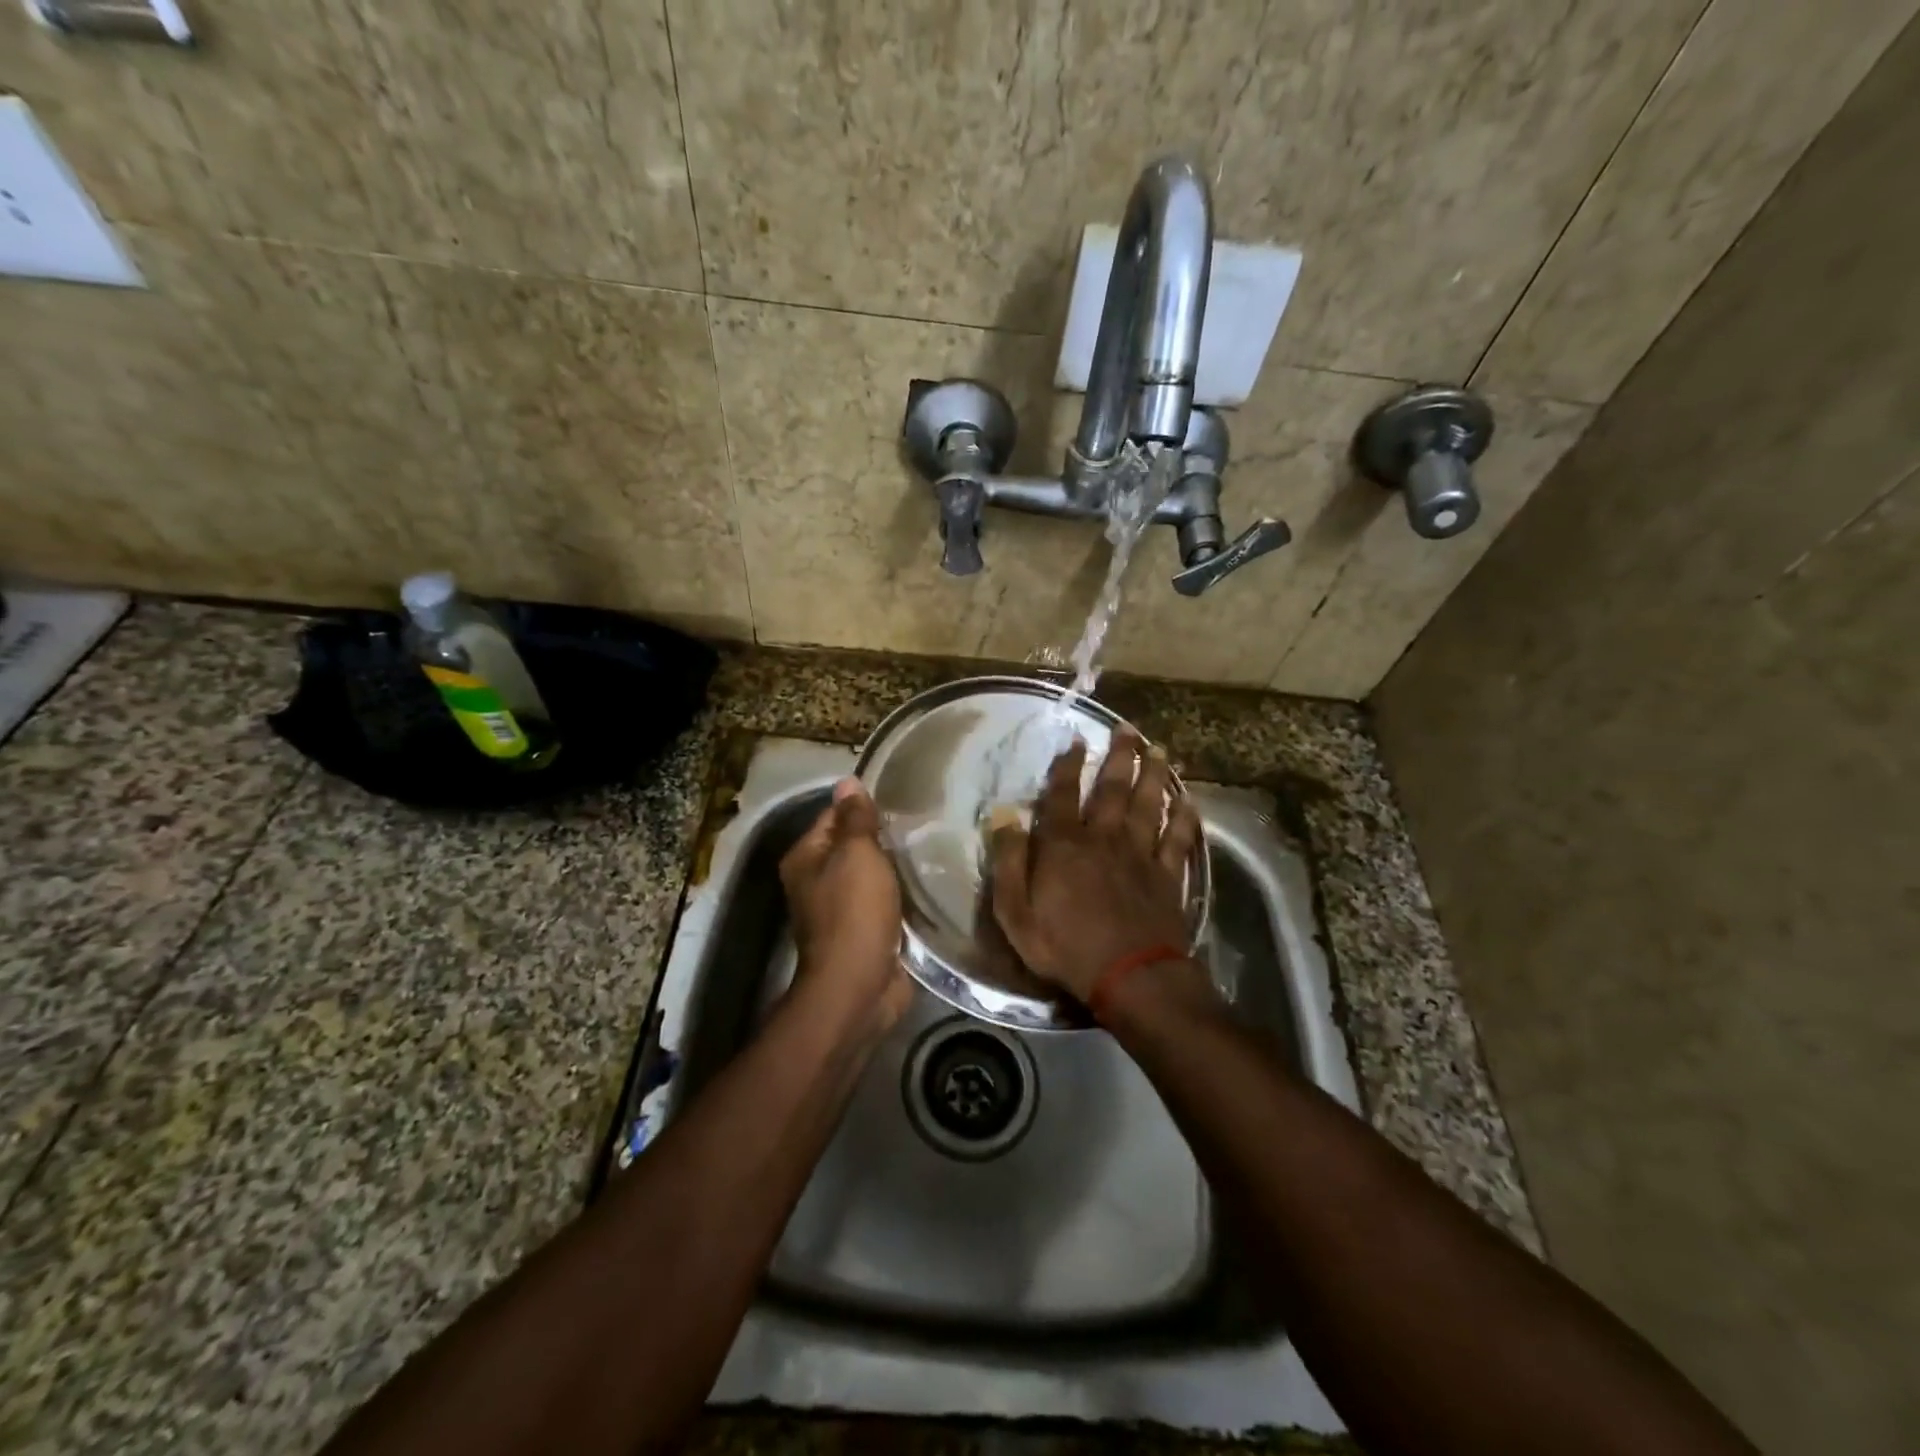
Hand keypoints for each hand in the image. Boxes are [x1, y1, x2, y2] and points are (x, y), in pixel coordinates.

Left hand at [780, 778, 910, 1035]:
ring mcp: (840, 910)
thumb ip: (855, 818)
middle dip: (884, 838)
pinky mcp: (864, 933)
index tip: (902, 799)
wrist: (859, 986)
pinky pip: (885, 902)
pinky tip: (928, 883)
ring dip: (895, 867)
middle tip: (923, 823)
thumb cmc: (853, 912)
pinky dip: (902, 895)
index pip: (834, 816)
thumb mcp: (856, 854)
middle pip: (853, 847)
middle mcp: (816, 881)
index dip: (864, 807)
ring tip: (931, 848)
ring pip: (872, 875)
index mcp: (805, 858)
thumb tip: (847, 781)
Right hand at [987, 731, 1202, 1002]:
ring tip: (1160, 750)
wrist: (1130, 976)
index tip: (1076, 741)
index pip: (1063, 794)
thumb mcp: (1016, 912)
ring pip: (1149, 805)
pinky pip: (1178, 839)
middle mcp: (1104, 839)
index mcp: (1064, 845)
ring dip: (1154, 776)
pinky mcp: (1167, 876)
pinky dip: (1184, 818)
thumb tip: (1004, 818)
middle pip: (1112, 789)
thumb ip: (1009, 862)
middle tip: (1128, 729)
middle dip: (1119, 756)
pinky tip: (1189, 801)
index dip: (1067, 766)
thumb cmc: (1065, 946)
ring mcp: (1140, 855)